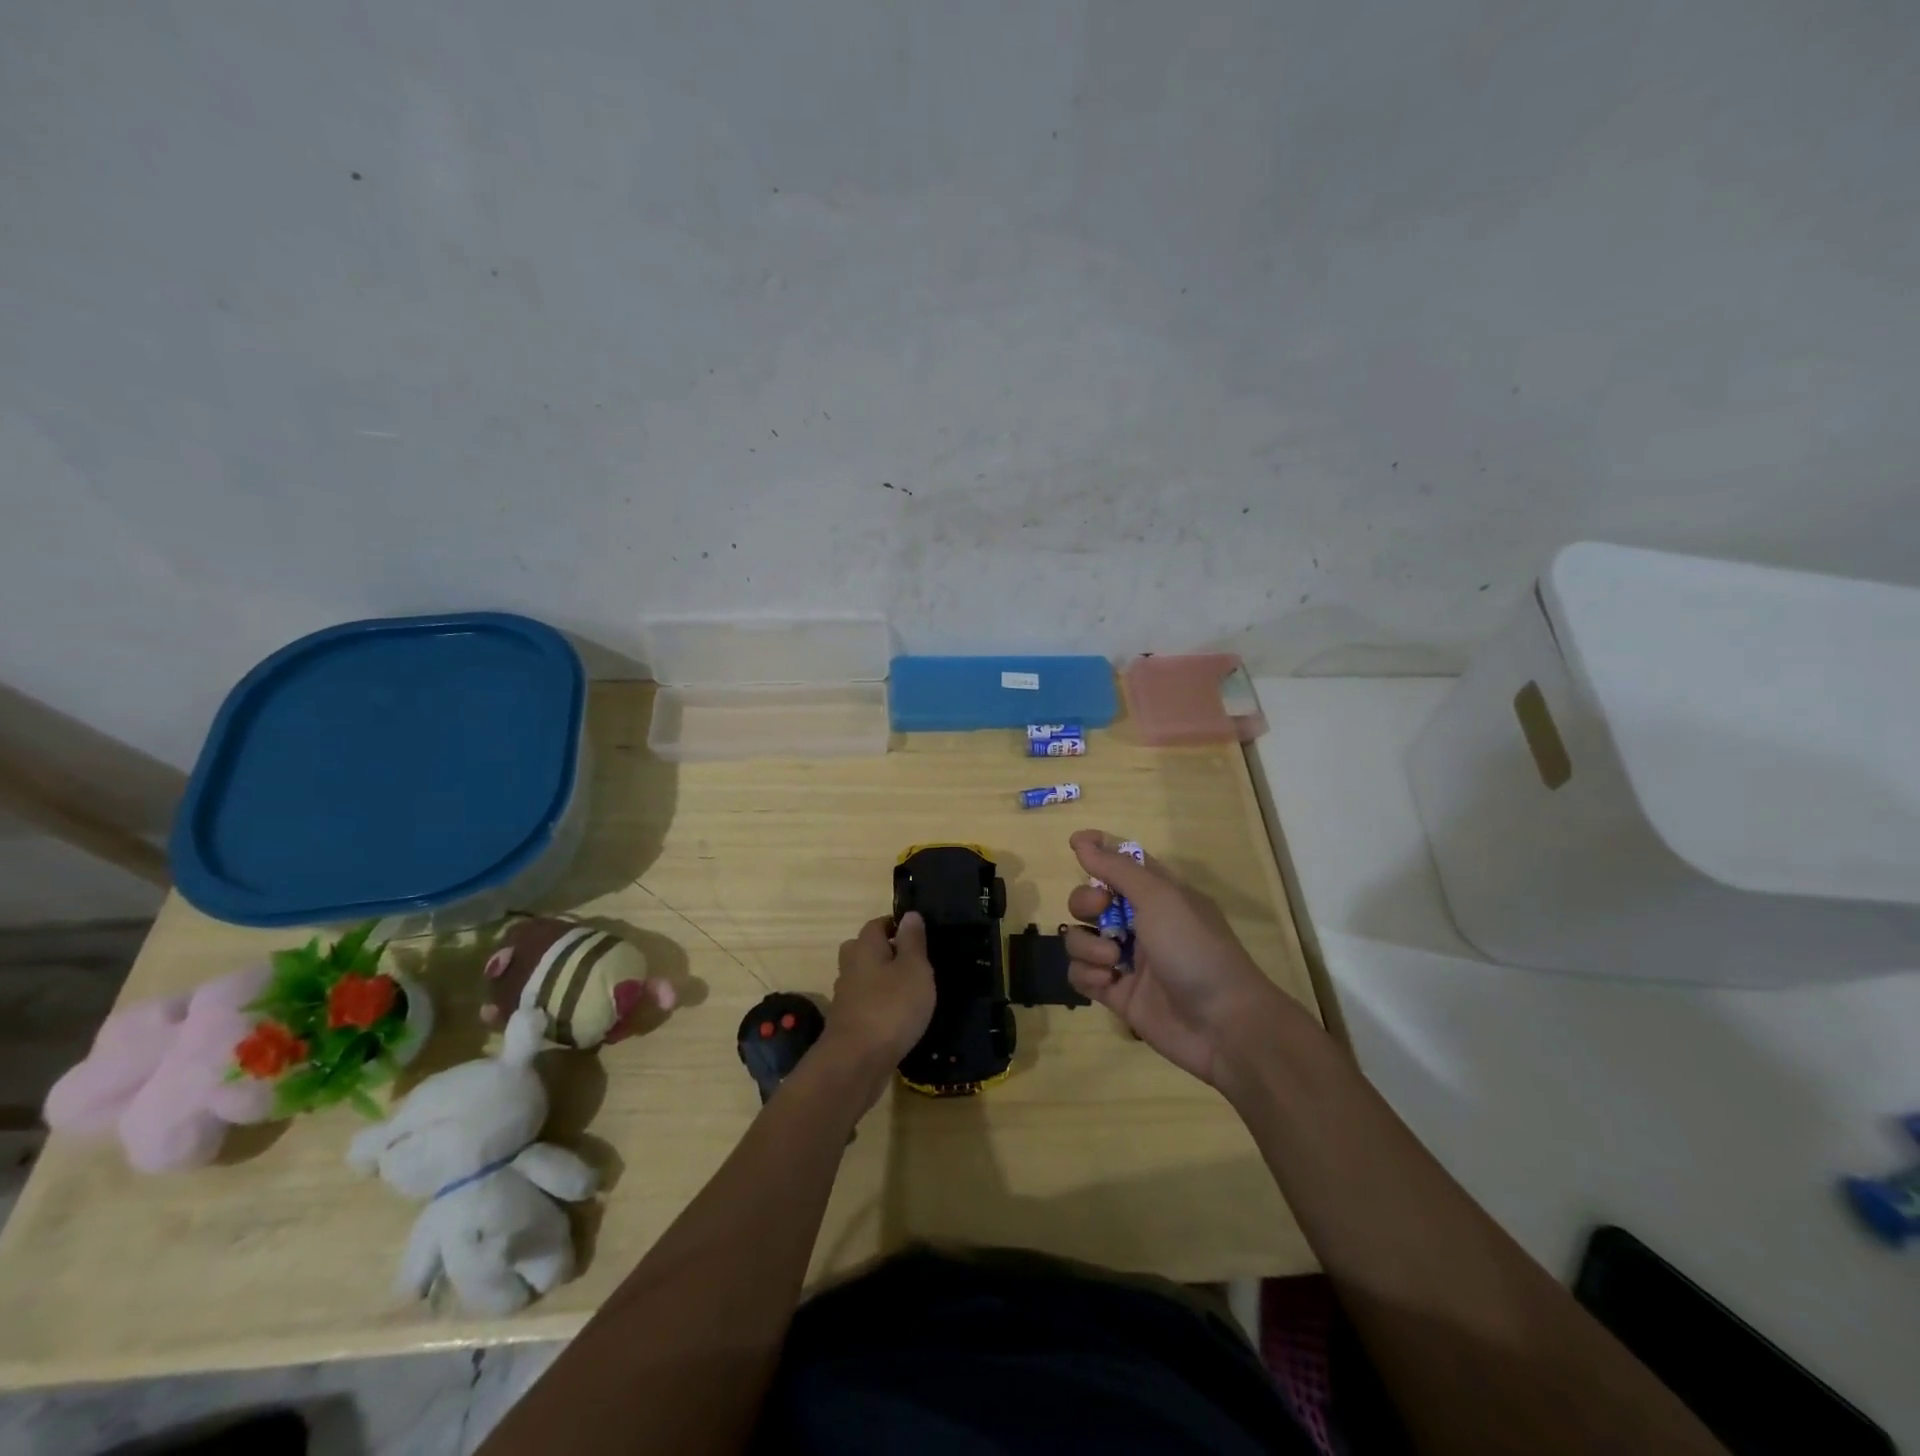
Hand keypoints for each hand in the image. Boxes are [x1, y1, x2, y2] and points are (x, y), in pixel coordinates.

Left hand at [824, 913, 936, 1069]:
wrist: (856, 1063)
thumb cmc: (891, 1007)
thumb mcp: (914, 969)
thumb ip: (913, 941)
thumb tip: (909, 915)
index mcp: (865, 947)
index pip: (877, 924)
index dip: (897, 926)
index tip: (919, 936)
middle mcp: (850, 967)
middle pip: (864, 950)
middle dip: (885, 952)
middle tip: (913, 963)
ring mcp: (845, 997)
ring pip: (863, 979)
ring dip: (882, 981)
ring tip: (910, 992)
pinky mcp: (848, 1024)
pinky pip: (865, 1004)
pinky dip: (879, 1006)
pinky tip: (897, 1018)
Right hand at [1063, 829, 1289, 1087]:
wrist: (1223, 1024)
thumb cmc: (1194, 949)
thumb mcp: (1160, 897)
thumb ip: (1117, 868)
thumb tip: (1081, 841)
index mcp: (1158, 893)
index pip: (1122, 862)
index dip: (1097, 850)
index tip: (1074, 844)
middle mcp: (1141, 922)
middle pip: (1091, 900)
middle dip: (1085, 902)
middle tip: (1099, 911)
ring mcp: (1127, 960)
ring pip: (1081, 938)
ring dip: (1087, 946)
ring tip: (1112, 961)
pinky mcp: (1117, 993)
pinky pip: (1081, 975)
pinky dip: (1087, 975)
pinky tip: (1107, 982)